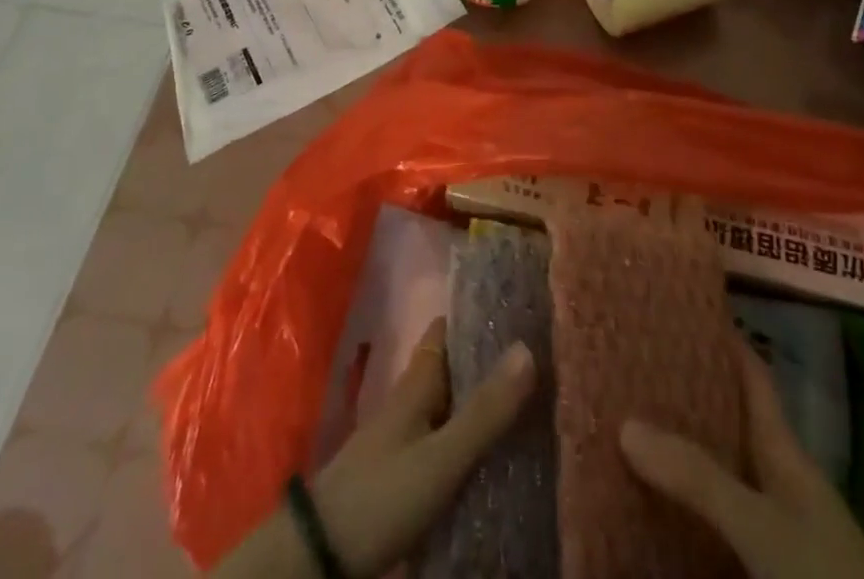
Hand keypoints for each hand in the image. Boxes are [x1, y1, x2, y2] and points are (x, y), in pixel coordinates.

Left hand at [212, 317, 536, 578]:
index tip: (517, 310)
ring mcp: (407, 437)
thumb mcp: (441, 455)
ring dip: (483, 402)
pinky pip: (448, 442)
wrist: (324, 553)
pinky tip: (500, 452)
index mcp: (417, 382)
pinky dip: (472, 439)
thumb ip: (484, 410)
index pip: (446, 330)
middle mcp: (412, 400)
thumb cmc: (383, 491)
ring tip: (532, 402)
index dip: (477, 316)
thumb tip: (527, 347)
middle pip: (454, 368)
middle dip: (489, 362)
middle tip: (539, 359)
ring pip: (452, 406)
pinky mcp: (408, 473)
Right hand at [620, 339, 863, 578]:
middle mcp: (776, 480)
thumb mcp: (763, 523)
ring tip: (624, 423)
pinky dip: (682, 511)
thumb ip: (700, 477)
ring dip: (678, 454)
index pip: (752, 376)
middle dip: (682, 393)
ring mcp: (771, 527)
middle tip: (630, 362)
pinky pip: (711, 524)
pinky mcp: (762, 565)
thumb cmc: (828, 573)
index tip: (680, 304)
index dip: (722, 336)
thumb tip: (626, 423)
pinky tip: (647, 505)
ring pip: (715, 474)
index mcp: (783, 450)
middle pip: (726, 422)